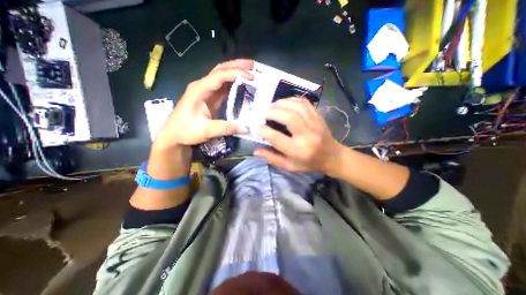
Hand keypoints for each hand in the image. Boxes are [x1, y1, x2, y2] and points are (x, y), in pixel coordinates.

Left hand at [153, 58, 252, 149]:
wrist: (174, 135)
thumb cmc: (185, 131)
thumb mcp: (205, 131)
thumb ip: (225, 128)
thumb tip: (245, 127)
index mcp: (199, 90)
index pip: (219, 76)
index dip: (235, 73)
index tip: (250, 76)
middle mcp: (202, 86)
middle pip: (220, 69)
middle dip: (236, 65)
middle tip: (252, 65)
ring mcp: (205, 90)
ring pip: (221, 76)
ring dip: (235, 72)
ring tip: (250, 72)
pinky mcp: (209, 97)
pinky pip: (222, 86)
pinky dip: (233, 83)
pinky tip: (241, 84)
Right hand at [256, 98, 345, 174]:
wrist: (331, 156)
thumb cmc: (308, 163)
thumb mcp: (289, 166)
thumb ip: (272, 158)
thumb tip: (256, 150)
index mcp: (298, 150)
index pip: (277, 138)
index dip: (265, 131)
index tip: (258, 127)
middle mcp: (307, 135)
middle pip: (288, 118)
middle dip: (272, 112)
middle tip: (263, 112)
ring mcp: (314, 123)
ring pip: (296, 107)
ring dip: (281, 103)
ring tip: (272, 106)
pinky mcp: (318, 116)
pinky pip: (304, 103)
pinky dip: (292, 100)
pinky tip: (285, 102)